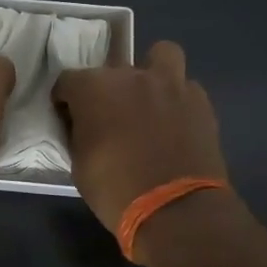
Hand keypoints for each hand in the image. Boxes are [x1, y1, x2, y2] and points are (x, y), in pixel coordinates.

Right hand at [52, 41, 233, 253]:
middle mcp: (131, 76)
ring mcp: (170, 85)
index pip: (68, 81)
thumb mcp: (79, 164)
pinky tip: (175, 122)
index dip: (65, 101)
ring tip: (150, 100)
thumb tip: (83, 125)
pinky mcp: (200, 102)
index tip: (68, 119)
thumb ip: (79, 133)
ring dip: (153, 72)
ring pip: (162, 55)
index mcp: (94, 88)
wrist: (177, 211)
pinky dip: (178, 99)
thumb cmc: (116, 190)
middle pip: (112, 69)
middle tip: (110, 116)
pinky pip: (186, 88)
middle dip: (107, 88)